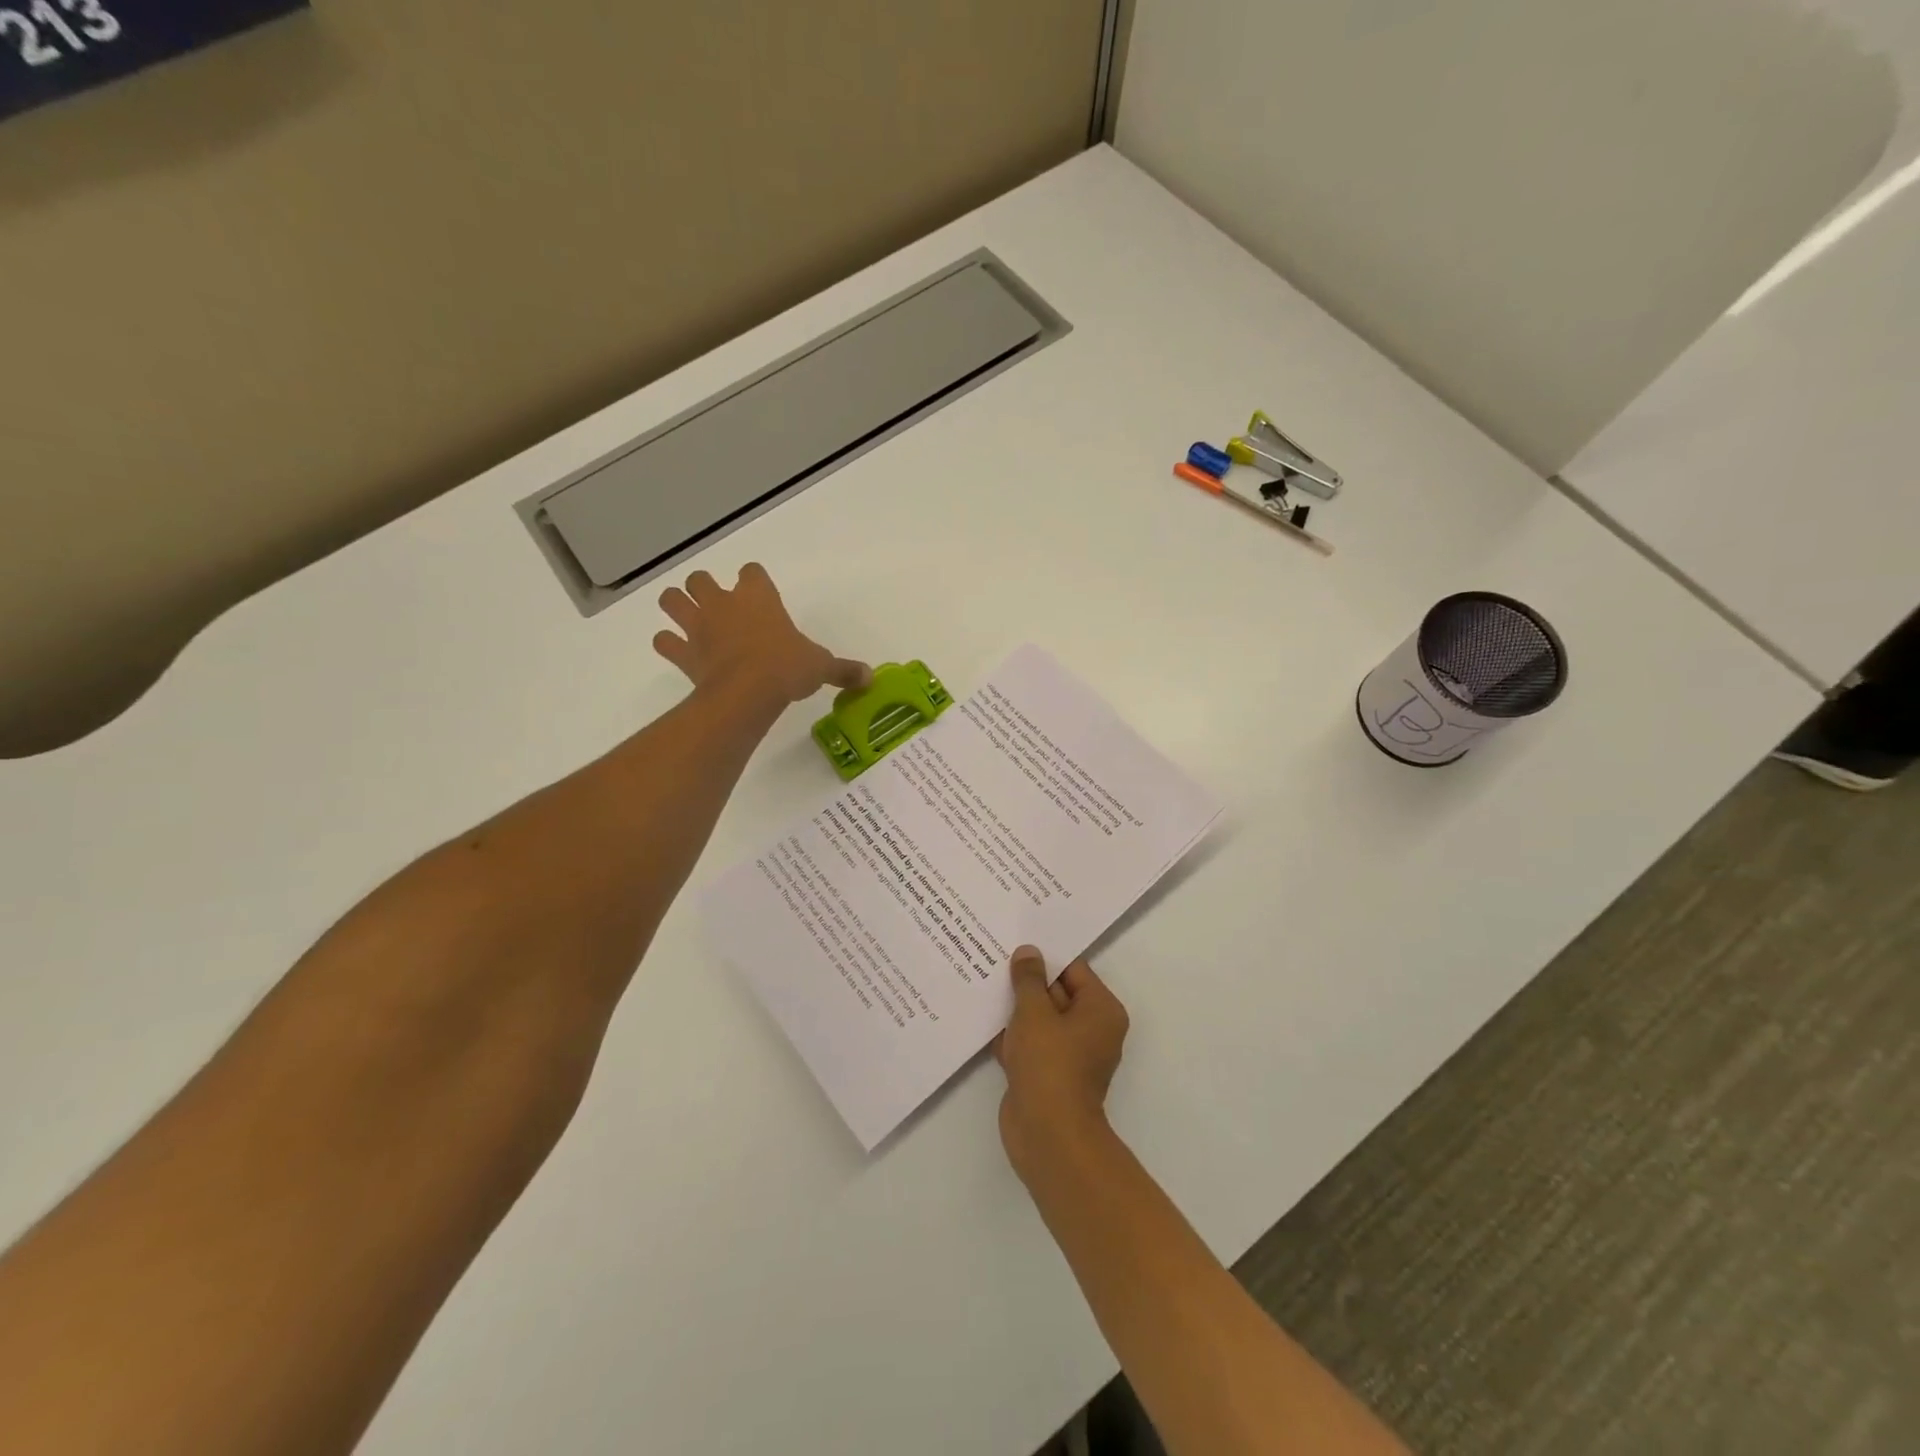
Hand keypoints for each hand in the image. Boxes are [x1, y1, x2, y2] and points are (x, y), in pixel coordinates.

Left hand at [653, 563, 869, 706]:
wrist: (748, 692)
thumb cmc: (787, 668)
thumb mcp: (821, 667)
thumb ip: (843, 669)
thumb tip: (870, 677)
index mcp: (758, 597)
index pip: (751, 571)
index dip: (753, 581)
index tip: (760, 595)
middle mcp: (723, 603)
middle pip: (700, 578)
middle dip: (704, 588)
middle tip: (719, 608)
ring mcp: (698, 626)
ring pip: (671, 599)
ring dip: (676, 606)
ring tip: (689, 621)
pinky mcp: (683, 652)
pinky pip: (664, 642)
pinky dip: (668, 645)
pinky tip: (678, 652)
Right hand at [994, 947, 1128, 1179]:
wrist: (1047, 1134)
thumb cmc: (1049, 1063)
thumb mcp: (1034, 1012)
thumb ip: (1028, 979)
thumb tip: (1028, 952)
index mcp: (1100, 1010)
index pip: (1073, 970)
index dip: (1044, 956)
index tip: (1016, 941)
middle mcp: (1091, 1029)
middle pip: (1056, 993)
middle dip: (1026, 981)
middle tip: (994, 955)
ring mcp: (1069, 1054)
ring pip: (1039, 1019)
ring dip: (1014, 1008)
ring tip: (983, 980)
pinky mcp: (1047, 1073)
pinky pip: (1029, 1043)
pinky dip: (1010, 1034)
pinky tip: (983, 1018)